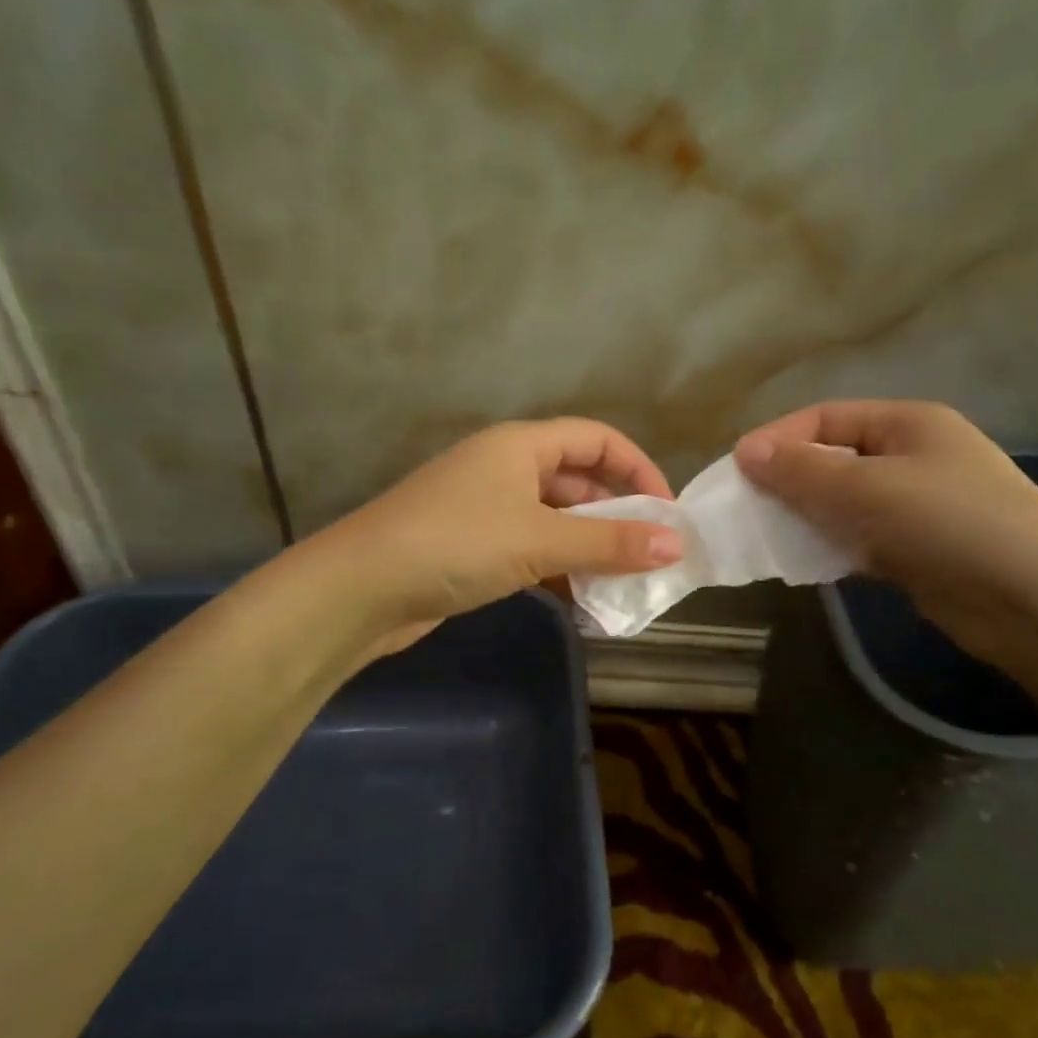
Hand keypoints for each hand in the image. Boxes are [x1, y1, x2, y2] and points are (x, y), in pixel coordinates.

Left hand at [314, 419, 684, 654]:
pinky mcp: (472, 547)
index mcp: (520, 445)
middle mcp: (504, 468)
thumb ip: (609, 542)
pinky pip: (531, 548)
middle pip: (577, 479)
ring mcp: (485, 508)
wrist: (360, 588)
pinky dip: (558, 568)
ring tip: (624, 582)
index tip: (666, 512)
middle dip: (616, 514)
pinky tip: (580, 599)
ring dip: (589, 546)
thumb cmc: (456, 544)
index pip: (596, 438)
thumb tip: (676, 545)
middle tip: (651, 553)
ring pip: (554, 519)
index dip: (637, 468)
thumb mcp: (540, 540)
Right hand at [734, 401, 1037, 670]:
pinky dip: (830, 545)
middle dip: (788, 480)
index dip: (778, 439)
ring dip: (805, 515)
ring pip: (842, 502)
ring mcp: (916, 505)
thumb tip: (745, 451)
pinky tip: (803, 561)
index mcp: (907, 423)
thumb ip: (803, 471)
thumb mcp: (868, 488)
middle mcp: (911, 457)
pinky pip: (858, 537)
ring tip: (765, 536)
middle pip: (832, 458)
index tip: (736, 470)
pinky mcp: (916, 549)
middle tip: (744, 507)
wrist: (1035, 601)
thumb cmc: (950, 523)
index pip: (825, 418)